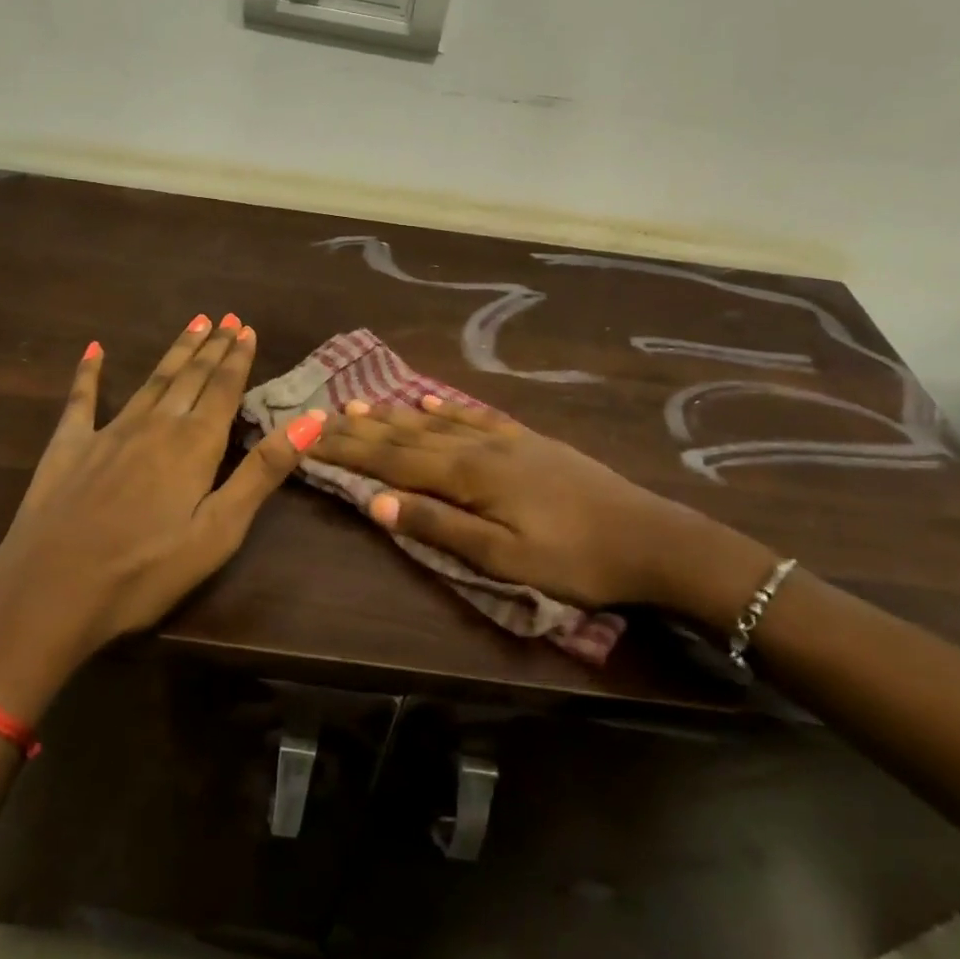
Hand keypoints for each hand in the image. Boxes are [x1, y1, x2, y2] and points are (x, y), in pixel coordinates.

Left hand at [0, 316, 323, 716]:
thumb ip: (263, 471)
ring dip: (175, 352)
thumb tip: (312, 418)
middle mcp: (154, 425)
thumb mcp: (219, 530)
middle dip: (211, 347)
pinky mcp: (68, 447)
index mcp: (194, 445)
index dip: (237, 359)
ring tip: (193, 323)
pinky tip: (93, 350)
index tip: (247, 329)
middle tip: (226, 318)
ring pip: (151, 381)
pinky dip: (88, 373)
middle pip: (190, 378)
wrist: (50, 594)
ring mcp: (107, 432)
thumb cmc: (145, 571)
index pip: (223, 390)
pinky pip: (81, 400)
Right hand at [315, 397, 777, 626]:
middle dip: (363, 428)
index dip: (350, 450)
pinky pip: (475, 416)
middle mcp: (478, 447)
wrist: (649, 537)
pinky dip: (446, 407)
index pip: (393, 460)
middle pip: (408, 434)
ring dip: (395, 413)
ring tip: (360, 403)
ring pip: (436, 420)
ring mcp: (505, 439)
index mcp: (468, 476)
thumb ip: (440, 527)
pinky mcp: (528, 440)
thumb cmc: (574, 559)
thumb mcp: (504, 558)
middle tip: (322, 414)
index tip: (310, 436)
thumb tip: (376, 504)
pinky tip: (429, 398)